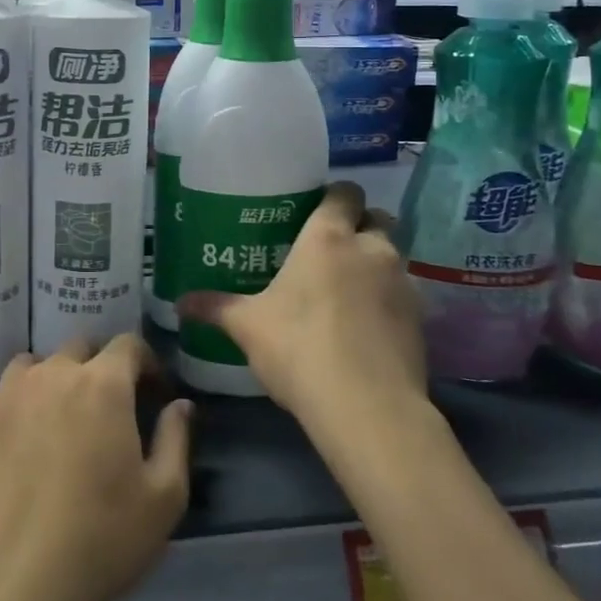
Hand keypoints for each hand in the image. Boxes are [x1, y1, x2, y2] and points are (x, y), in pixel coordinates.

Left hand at [0, 335, 192, 600]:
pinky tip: (18, 446)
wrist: (5, 588)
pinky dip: (17, 407)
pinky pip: (2, 395)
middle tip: (107, 412)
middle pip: (81, 349)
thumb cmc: (97, 542)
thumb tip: (180, 404)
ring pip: (37, 367)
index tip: (153, 392)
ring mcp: (7, 393)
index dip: (146, 363)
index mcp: (103, 384)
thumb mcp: (162, 500)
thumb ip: (176, 439)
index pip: (129, 344)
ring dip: (55, 382)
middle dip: (101, 370)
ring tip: (58, 423)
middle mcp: (53, 373)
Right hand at [179, 181, 426, 427]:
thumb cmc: (300, 349)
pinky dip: (390, 300)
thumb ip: (216, 308)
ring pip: (394, 255)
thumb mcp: (248, 328)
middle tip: (334, 250)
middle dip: (361, 226)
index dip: (335, 198)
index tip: (317, 213)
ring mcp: (401, 281)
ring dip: (377, 263)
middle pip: (377, 218)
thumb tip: (179, 303)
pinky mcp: (421, 317)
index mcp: (328, 237)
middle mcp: (370, 248)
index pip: (345, 192)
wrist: (367, 407)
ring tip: (351, 290)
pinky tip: (369, 326)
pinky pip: (405, 293)